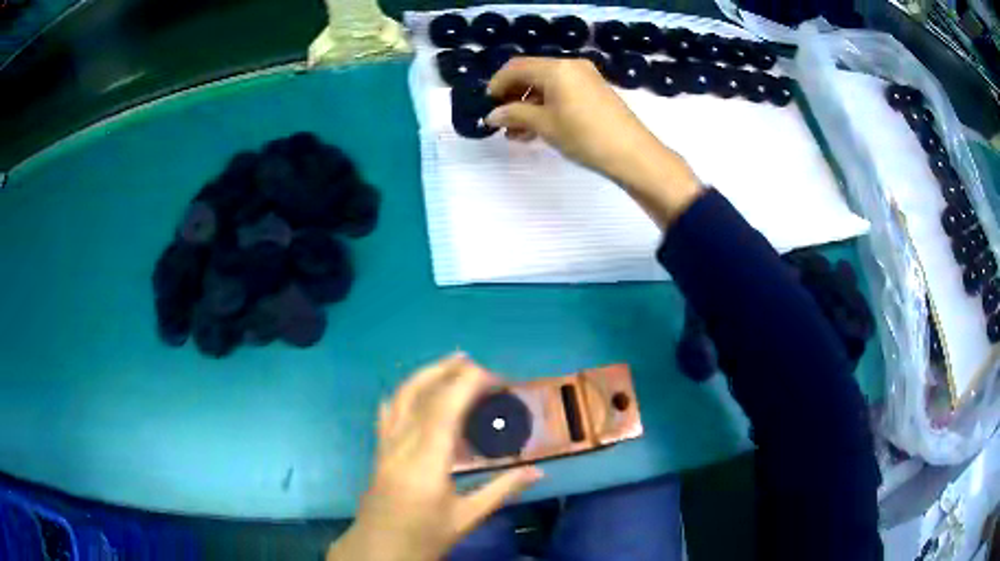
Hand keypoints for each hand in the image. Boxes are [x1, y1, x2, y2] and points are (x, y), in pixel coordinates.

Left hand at [327, 354, 542, 560]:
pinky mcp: (379, 450)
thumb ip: (502, 490)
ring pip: (401, 397)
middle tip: (477, 364)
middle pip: (421, 394)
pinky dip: (403, 393)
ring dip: (425, 375)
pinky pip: (388, 412)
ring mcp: (386, 445)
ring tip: (451, 363)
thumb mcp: (466, 517)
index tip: (496, 379)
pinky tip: (413, 390)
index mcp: (427, 461)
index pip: (445, 408)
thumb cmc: (424, 536)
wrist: (379, 549)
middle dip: (449, 371)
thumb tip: (538, 471)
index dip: (469, 384)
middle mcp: (402, 444)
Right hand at [486, 57, 700, 226]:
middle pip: (531, 74)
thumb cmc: (584, 136)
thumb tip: (491, 115)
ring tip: (517, 133)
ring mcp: (586, 78)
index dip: (497, 84)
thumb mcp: (544, 125)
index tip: (487, 105)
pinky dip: (547, 107)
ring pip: (547, 86)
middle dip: (513, 96)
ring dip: (529, 106)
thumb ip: (514, 115)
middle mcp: (570, 66)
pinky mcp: (595, 92)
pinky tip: (538, 130)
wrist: (633, 154)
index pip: (516, 67)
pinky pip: (563, 93)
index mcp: (556, 68)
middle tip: (501, 120)